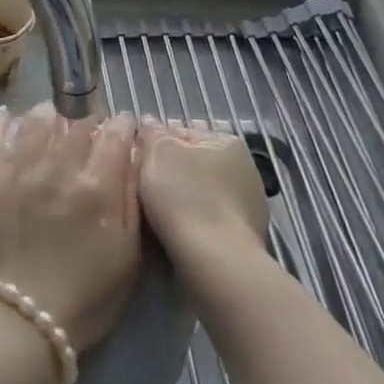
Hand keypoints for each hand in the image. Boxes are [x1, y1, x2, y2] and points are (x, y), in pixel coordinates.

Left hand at [0, 103, 141, 350]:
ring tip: (53, 118)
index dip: (122, 125)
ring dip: (51, 115)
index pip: (115, 133)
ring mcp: (19, 170)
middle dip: (89, 122)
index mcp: (98, 187)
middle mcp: (59, 168)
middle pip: (78, 123)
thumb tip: (134, 156)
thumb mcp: (128, 254)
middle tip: (90, 131)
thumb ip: (132, 199)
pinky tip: (9, 117)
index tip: (124, 127)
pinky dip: (3, 123)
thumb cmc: (85, 297)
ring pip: (38, 122)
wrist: (19, 323)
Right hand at [137, 122, 270, 286]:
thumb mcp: (158, 153)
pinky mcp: (246, 236)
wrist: (215, 261)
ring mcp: (249, 204)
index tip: (135, 164)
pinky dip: (194, 222)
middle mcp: (245, 168)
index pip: (181, 133)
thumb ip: (152, 133)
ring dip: (182, 199)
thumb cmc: (184, 197)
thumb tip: (148, 122)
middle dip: (169, 173)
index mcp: (227, 141)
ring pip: (202, 193)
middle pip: (193, 164)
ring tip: (155, 216)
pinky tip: (176, 235)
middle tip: (140, 189)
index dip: (154, 146)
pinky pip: (210, 220)